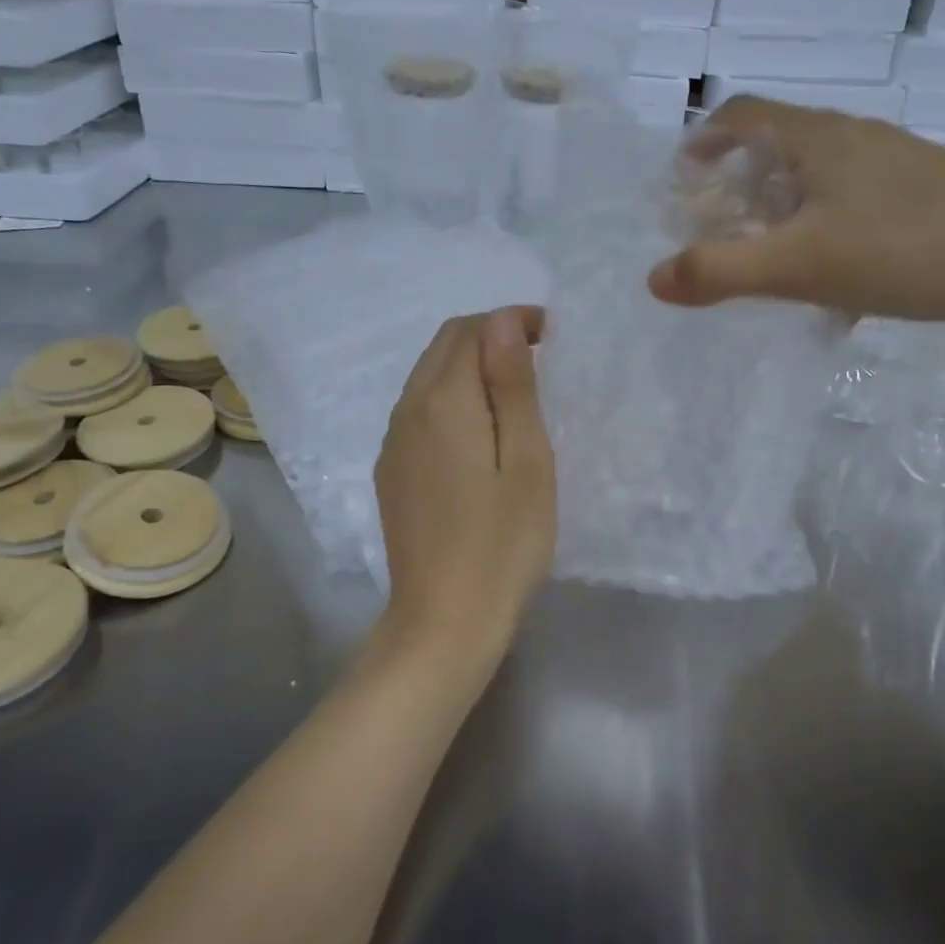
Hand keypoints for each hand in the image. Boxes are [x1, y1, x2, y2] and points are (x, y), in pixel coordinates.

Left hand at [374, 306, 555, 670]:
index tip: (552, 337)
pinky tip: (479, 432)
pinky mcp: (391, 471)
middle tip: (539, 359)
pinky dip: (451, 398)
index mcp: (442, 401)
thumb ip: (512, 386)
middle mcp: (407, 411)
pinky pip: (419, 411)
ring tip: (515, 392)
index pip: (471, 331)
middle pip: (444, 347)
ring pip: (428, 377)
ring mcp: (393, 443)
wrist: (442, 622)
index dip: (511, 322)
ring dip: (469, 367)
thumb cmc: (502, 543)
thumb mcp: (526, 460)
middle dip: (489, 337)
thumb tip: (503, 322)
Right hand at [647, 98, 944, 325]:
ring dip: (784, 215)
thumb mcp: (800, 264)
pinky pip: (858, 209)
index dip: (705, 138)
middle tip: (721, 230)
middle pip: (781, 147)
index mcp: (820, 139)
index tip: (683, 177)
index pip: (745, 113)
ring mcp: (900, 168)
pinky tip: (838, 294)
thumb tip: (654, 279)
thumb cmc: (908, 247)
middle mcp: (858, 140)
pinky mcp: (932, 198)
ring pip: (822, 181)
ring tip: (772, 264)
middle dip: (740, 186)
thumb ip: (720, 271)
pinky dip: (828, 237)